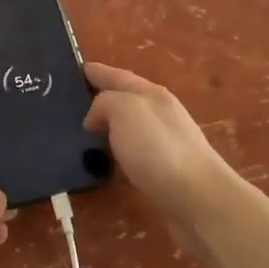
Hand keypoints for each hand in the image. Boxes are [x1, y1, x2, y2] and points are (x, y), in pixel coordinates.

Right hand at [83, 62, 238, 245]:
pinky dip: (116, 150)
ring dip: (108, 125)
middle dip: (100, 97)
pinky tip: (104, 160)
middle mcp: (159, 113)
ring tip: (80, 132)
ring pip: (128, 126)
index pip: (118, 76)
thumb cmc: (159, 148)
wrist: (197, 199)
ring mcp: (164, 142)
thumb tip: (95, 118)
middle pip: (125, 98)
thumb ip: (105, 103)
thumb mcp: (126, 110)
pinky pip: (132, 151)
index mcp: (151, 93)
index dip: (97, 72)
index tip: (75, 68)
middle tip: (70, 102)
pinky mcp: (163, 170)